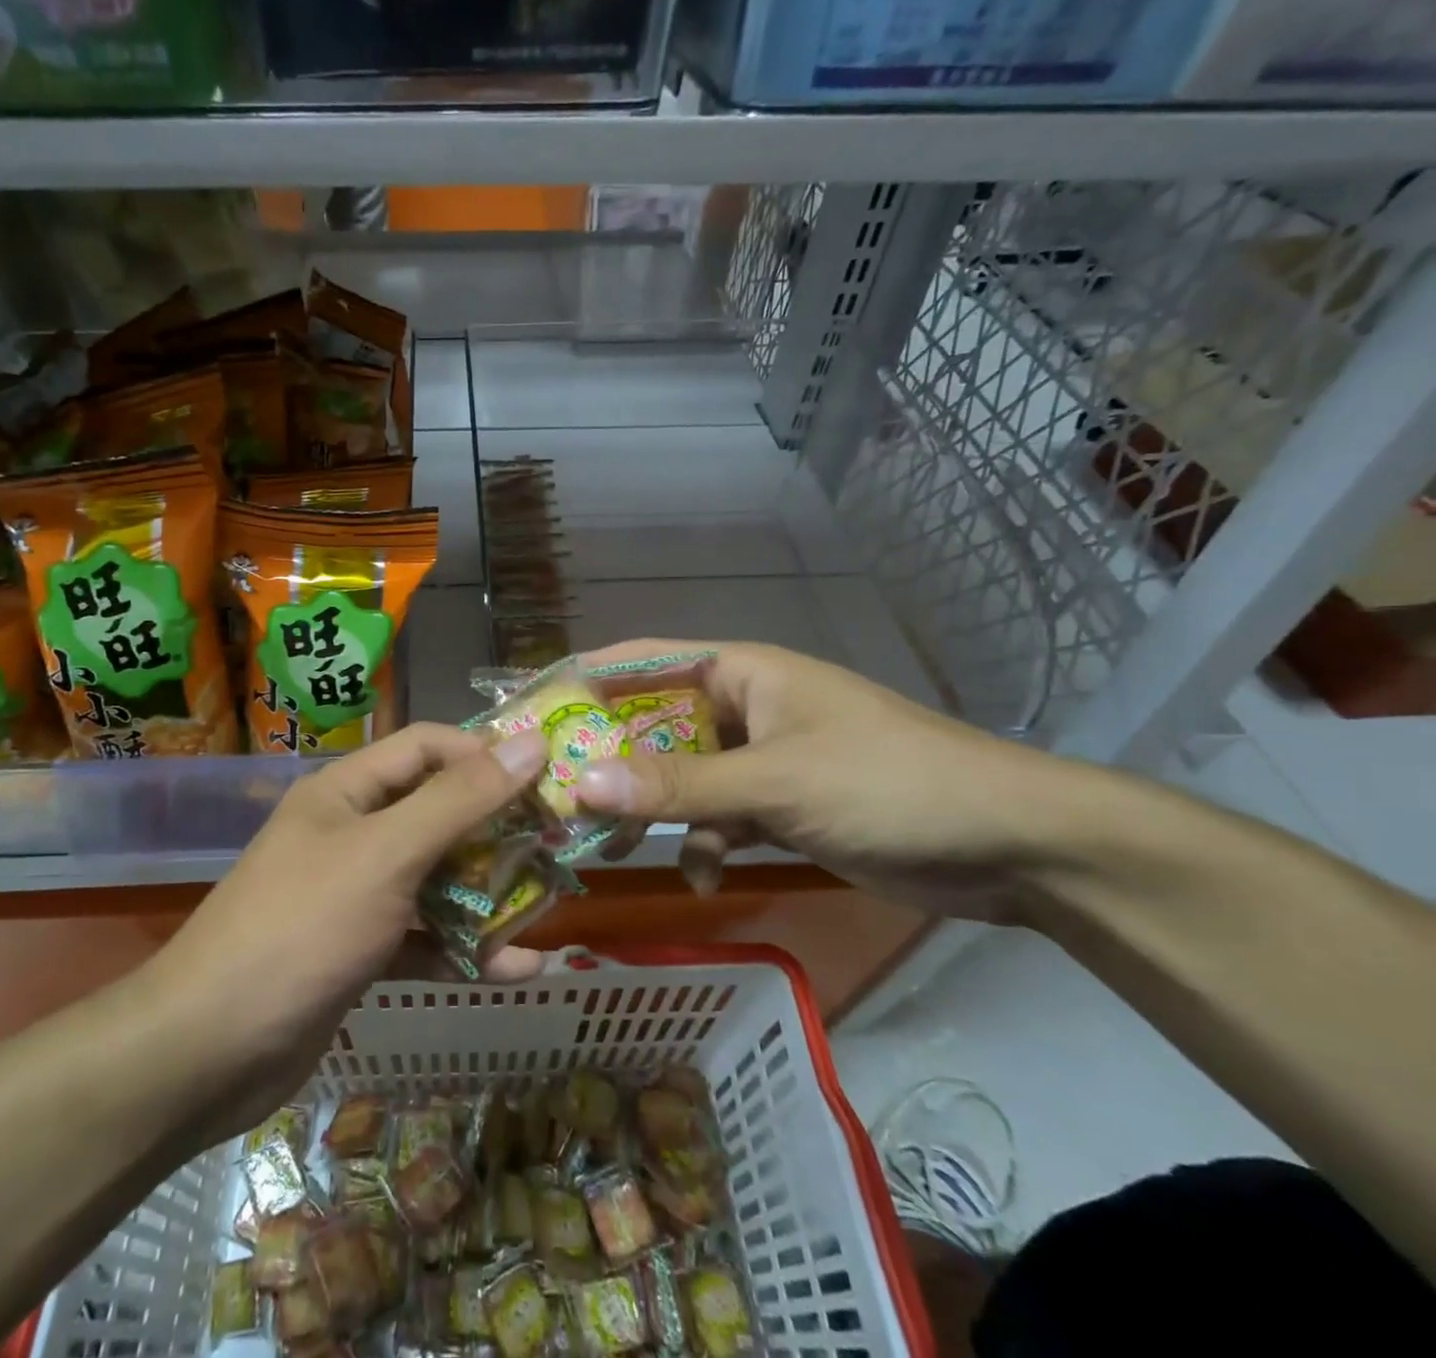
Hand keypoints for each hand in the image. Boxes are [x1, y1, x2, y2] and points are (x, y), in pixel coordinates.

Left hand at [145, 723, 547, 1141]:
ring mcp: (354, 895)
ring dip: (488, 893)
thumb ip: (461, 800)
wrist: (206, 1053)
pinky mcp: (359, 951)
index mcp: (347, 792)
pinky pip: (424, 937)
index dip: (484, 752)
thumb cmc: (302, 928)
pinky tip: (516, 968)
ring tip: (547, 907)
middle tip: (557, 844)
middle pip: (437, 813)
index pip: (427, 746)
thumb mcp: (388, 854)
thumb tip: (530, 744)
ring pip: (436, 878)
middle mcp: (351, 833)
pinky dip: (464, 949)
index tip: (545, 776)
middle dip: (496, 829)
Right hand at [574, 639, 1093, 920]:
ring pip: (681, 780)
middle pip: (653, 727)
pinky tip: (700, 877)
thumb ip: (677, 787)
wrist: (1009, 844)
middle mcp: (743, 709)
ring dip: (650, 812)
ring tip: (605, 849)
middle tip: (554, 797)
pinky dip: (702, 844)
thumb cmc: (886, 784)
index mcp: (741, 673)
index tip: (531, 713)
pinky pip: (717, 819)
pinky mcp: (779, 807)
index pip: (643, 662)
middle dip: (609, 763)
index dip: (585, 681)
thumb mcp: (775, 783)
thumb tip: (582, 786)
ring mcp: (761, 761)